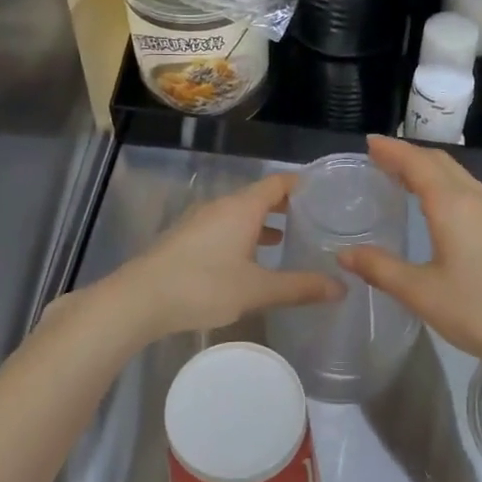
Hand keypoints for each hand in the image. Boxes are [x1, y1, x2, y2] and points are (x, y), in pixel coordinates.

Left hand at [96, 173, 344, 342]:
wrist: (140, 299)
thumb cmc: (204, 286)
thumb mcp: (257, 290)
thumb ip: (300, 287)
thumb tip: (341, 288)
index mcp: (242, 208)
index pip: (277, 182)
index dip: (301, 184)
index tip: (324, 192)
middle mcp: (220, 206)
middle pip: (258, 196)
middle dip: (284, 205)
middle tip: (313, 218)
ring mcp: (199, 221)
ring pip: (239, 213)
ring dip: (262, 222)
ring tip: (286, 238)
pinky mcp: (185, 238)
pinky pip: (223, 227)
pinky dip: (243, 234)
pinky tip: (248, 259)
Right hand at [339, 136, 481, 380]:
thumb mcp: (423, 293)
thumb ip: (381, 269)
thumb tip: (345, 254)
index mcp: (454, 205)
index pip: (418, 163)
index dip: (392, 150)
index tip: (369, 142)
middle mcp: (480, 199)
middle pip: (442, 163)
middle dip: (410, 156)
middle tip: (381, 159)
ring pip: (461, 179)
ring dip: (431, 172)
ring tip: (404, 181)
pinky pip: (475, 196)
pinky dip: (450, 190)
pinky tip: (441, 212)